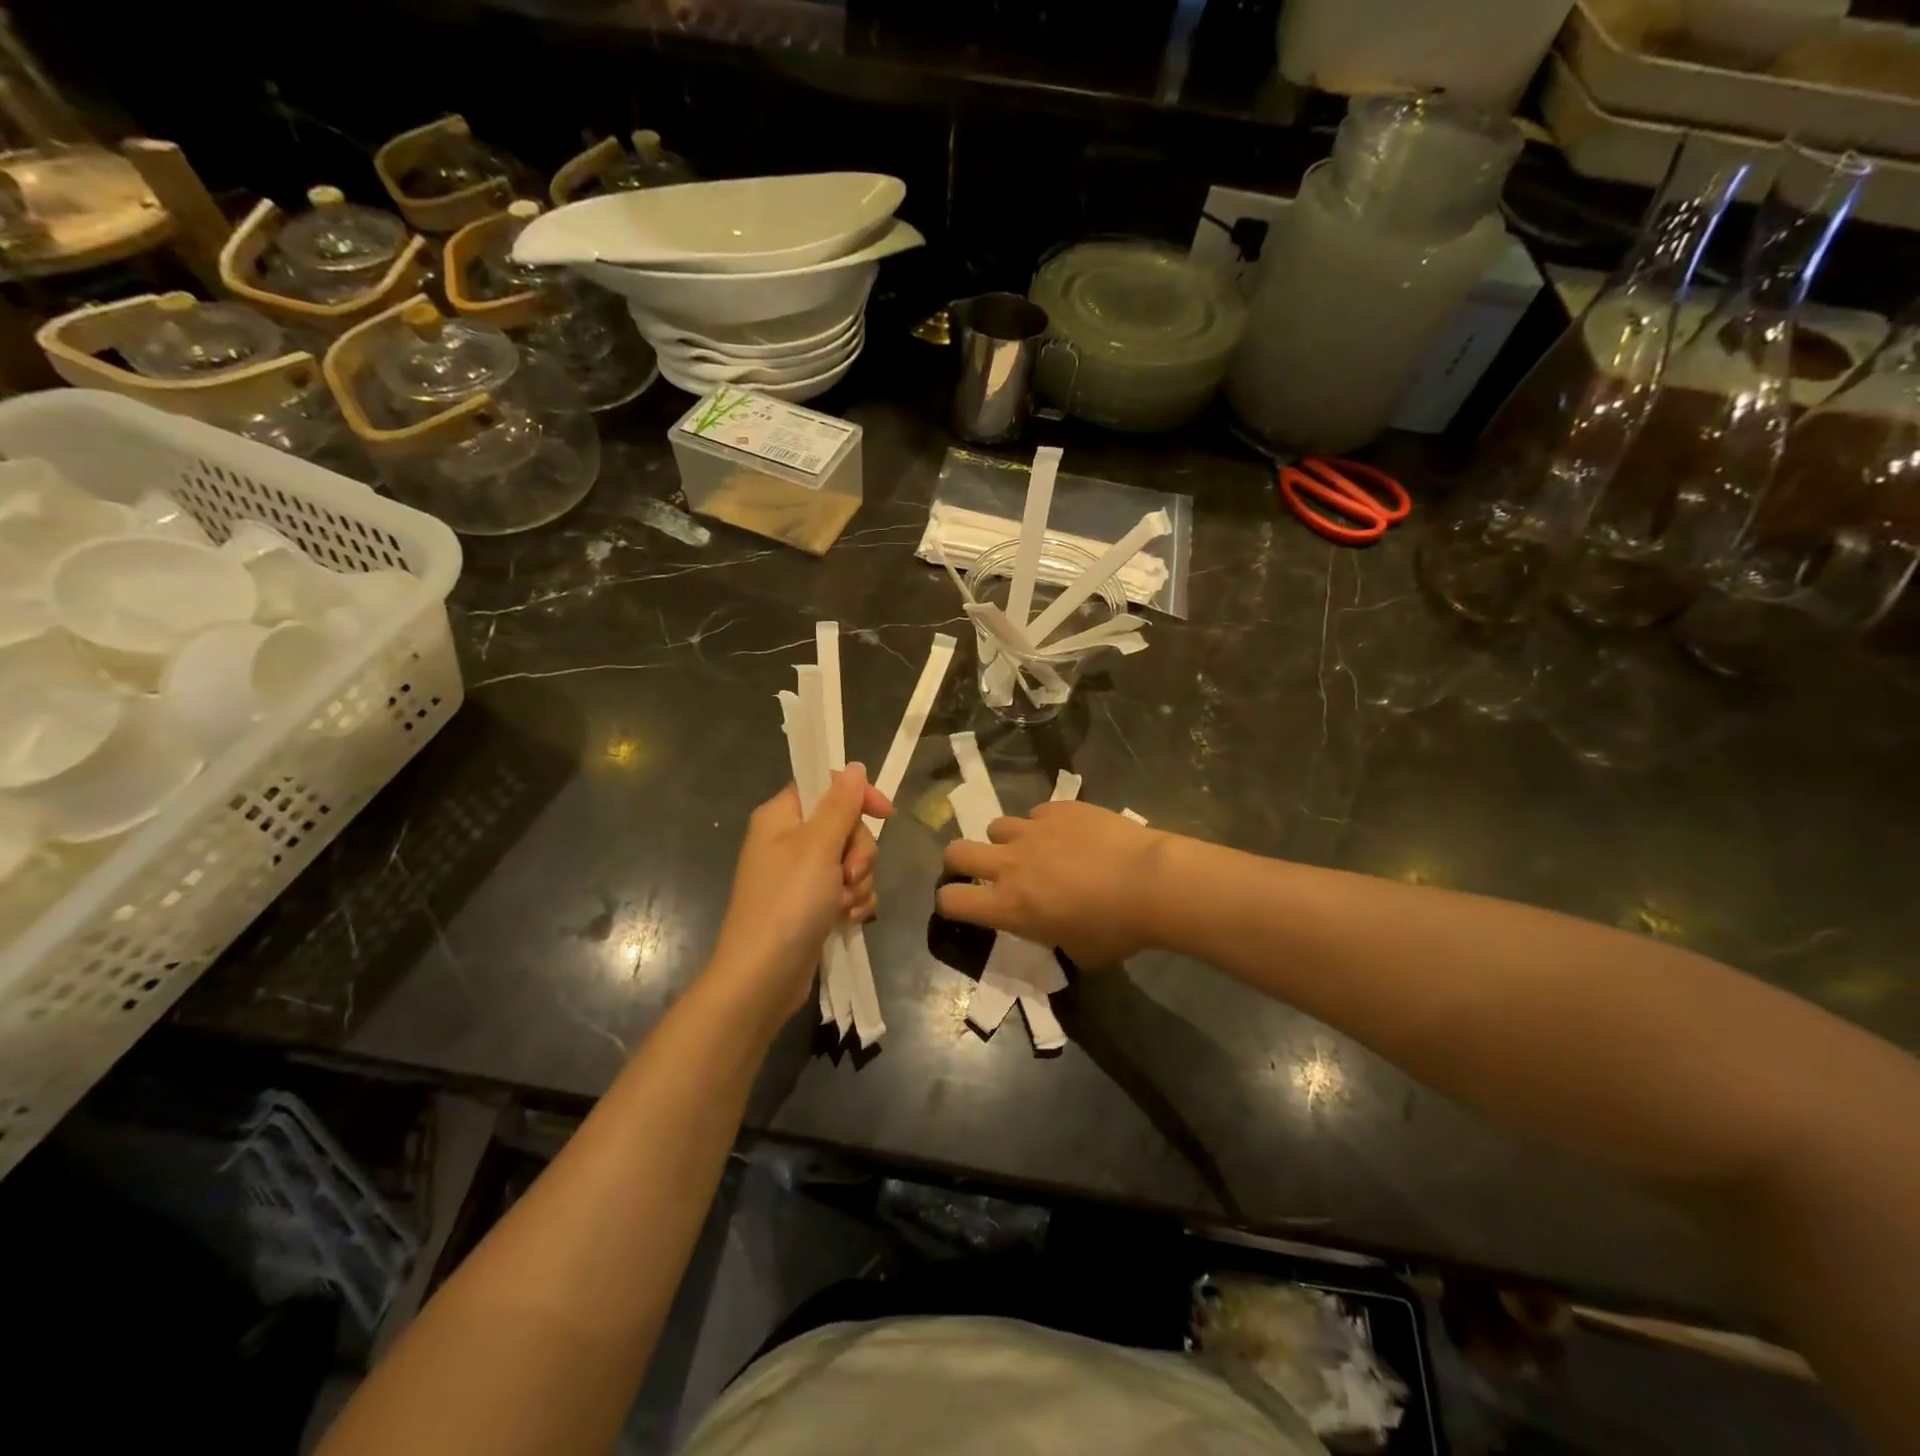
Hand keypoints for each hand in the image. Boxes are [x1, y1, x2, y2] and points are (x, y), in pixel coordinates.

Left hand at [707, 765, 891, 1024]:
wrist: (763, 977)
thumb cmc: (788, 902)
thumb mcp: (817, 846)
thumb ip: (840, 804)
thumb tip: (854, 767)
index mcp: (781, 817)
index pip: (825, 786)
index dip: (857, 796)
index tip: (885, 813)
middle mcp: (788, 841)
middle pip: (845, 825)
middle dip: (859, 851)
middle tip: (848, 873)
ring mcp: (800, 876)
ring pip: (851, 860)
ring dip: (859, 881)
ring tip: (845, 905)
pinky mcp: (812, 905)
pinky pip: (847, 889)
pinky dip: (854, 902)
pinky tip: (849, 920)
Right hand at [938, 801, 1165, 966]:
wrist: (1151, 881)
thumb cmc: (1116, 929)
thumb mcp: (1078, 952)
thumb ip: (1053, 938)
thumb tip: (1055, 930)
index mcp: (1009, 905)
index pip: (951, 901)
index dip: (950, 903)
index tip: (964, 906)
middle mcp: (1010, 864)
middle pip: (955, 852)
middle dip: (959, 863)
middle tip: (979, 873)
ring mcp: (1033, 830)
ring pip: (997, 827)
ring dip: (1007, 842)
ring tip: (1033, 851)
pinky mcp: (1059, 808)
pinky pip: (1038, 814)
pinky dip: (1045, 826)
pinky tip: (1070, 836)